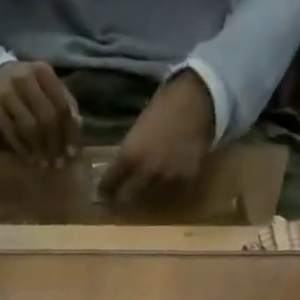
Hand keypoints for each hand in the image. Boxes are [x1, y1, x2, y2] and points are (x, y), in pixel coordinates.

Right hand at [0, 61, 79, 165]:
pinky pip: (11, 133)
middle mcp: (25, 78)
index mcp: (43, 71)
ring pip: (29, 126)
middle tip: (57, 163)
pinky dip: (22, 149)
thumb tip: (77, 125)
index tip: (71, 152)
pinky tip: (29, 159)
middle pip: (46, 117)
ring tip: (44, 164)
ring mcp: (6, 92)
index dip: (68, 131)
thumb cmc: (24, 87)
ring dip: (39, 149)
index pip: (62, 105)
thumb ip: (62, 103)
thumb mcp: (45, 87)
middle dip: (54, 144)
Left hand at [98, 71, 214, 202]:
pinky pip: (170, 194)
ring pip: (148, 200)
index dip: (103, 190)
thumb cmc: (163, 109)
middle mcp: (146, 171)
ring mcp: (167, 178)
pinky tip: (166, 180)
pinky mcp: (185, 180)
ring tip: (144, 189)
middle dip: (119, 199)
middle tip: (118, 198)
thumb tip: (114, 176)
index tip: (102, 193)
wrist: (197, 99)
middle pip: (125, 198)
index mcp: (129, 156)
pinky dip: (166, 190)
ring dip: (143, 196)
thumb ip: (126, 156)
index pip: (107, 185)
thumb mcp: (136, 132)